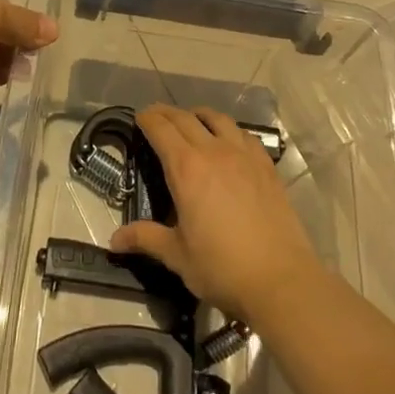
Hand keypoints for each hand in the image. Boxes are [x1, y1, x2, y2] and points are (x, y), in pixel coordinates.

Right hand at [110, 105, 324, 326]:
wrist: (280, 280)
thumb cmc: (221, 268)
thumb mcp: (177, 255)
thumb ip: (146, 238)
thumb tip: (114, 241)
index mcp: (186, 169)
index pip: (161, 129)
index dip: (147, 119)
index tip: (139, 118)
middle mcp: (214, 152)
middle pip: (186, 118)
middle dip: (167, 113)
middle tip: (156, 116)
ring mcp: (244, 156)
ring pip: (218, 119)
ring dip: (199, 115)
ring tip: (192, 121)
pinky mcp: (267, 167)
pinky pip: (244, 135)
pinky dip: (229, 130)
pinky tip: (229, 143)